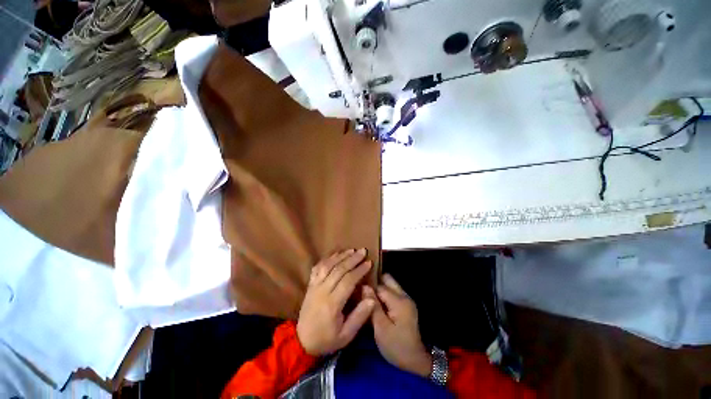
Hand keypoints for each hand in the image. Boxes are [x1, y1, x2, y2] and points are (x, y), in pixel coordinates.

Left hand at [297, 249, 375, 355]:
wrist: (301, 342)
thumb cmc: (326, 339)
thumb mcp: (346, 335)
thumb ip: (359, 317)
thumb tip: (372, 298)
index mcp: (332, 304)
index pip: (348, 281)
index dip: (359, 270)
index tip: (369, 262)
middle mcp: (322, 291)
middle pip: (339, 270)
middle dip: (352, 259)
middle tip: (363, 251)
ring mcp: (314, 286)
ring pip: (328, 266)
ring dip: (340, 256)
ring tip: (352, 250)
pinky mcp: (310, 285)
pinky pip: (318, 268)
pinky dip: (327, 259)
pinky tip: (335, 254)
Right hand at [364, 274, 431, 378]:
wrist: (415, 360)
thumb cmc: (396, 346)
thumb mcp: (381, 329)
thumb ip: (373, 306)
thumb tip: (364, 286)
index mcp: (398, 301)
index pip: (380, 285)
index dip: (368, 287)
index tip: (357, 290)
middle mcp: (404, 296)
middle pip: (387, 279)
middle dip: (375, 283)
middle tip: (363, 292)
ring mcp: (406, 299)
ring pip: (390, 284)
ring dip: (380, 288)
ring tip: (368, 298)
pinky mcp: (406, 304)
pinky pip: (393, 292)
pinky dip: (385, 294)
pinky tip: (377, 304)